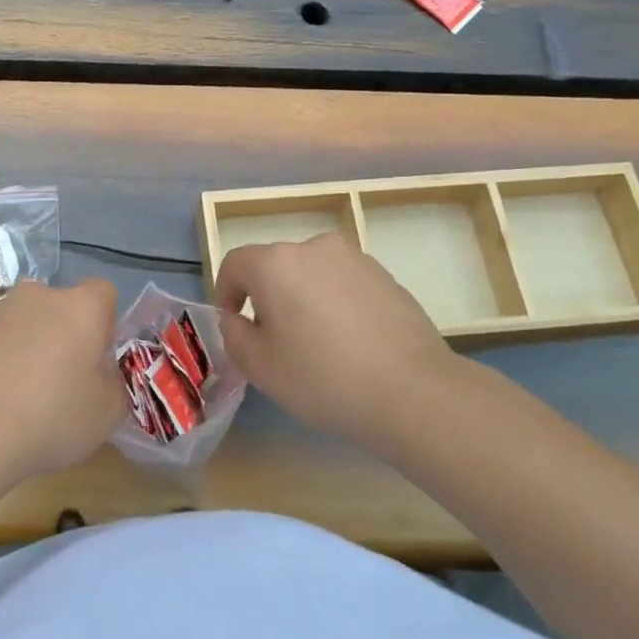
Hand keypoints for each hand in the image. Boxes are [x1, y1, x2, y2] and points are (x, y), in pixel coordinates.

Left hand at [0, 278, 125, 482]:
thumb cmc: (49, 419)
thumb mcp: (105, 415)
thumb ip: (112, 385)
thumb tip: (103, 374)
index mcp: (80, 308)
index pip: (102, 293)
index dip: (102, 323)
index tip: (95, 357)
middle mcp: (35, 296)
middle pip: (54, 306)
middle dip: (56, 333)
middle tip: (52, 380)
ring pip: (13, 320)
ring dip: (16, 344)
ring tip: (8, 394)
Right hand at [213, 232, 465, 454]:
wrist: (413, 391)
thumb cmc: (323, 378)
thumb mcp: (261, 367)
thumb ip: (234, 335)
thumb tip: (237, 319)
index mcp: (276, 263)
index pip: (235, 264)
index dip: (225, 292)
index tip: (234, 325)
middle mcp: (313, 247)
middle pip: (275, 266)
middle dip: (266, 297)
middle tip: (274, 342)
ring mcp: (354, 259)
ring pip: (311, 273)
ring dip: (303, 299)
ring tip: (316, 344)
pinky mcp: (385, 276)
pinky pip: (344, 283)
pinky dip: (335, 303)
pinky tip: (350, 344)